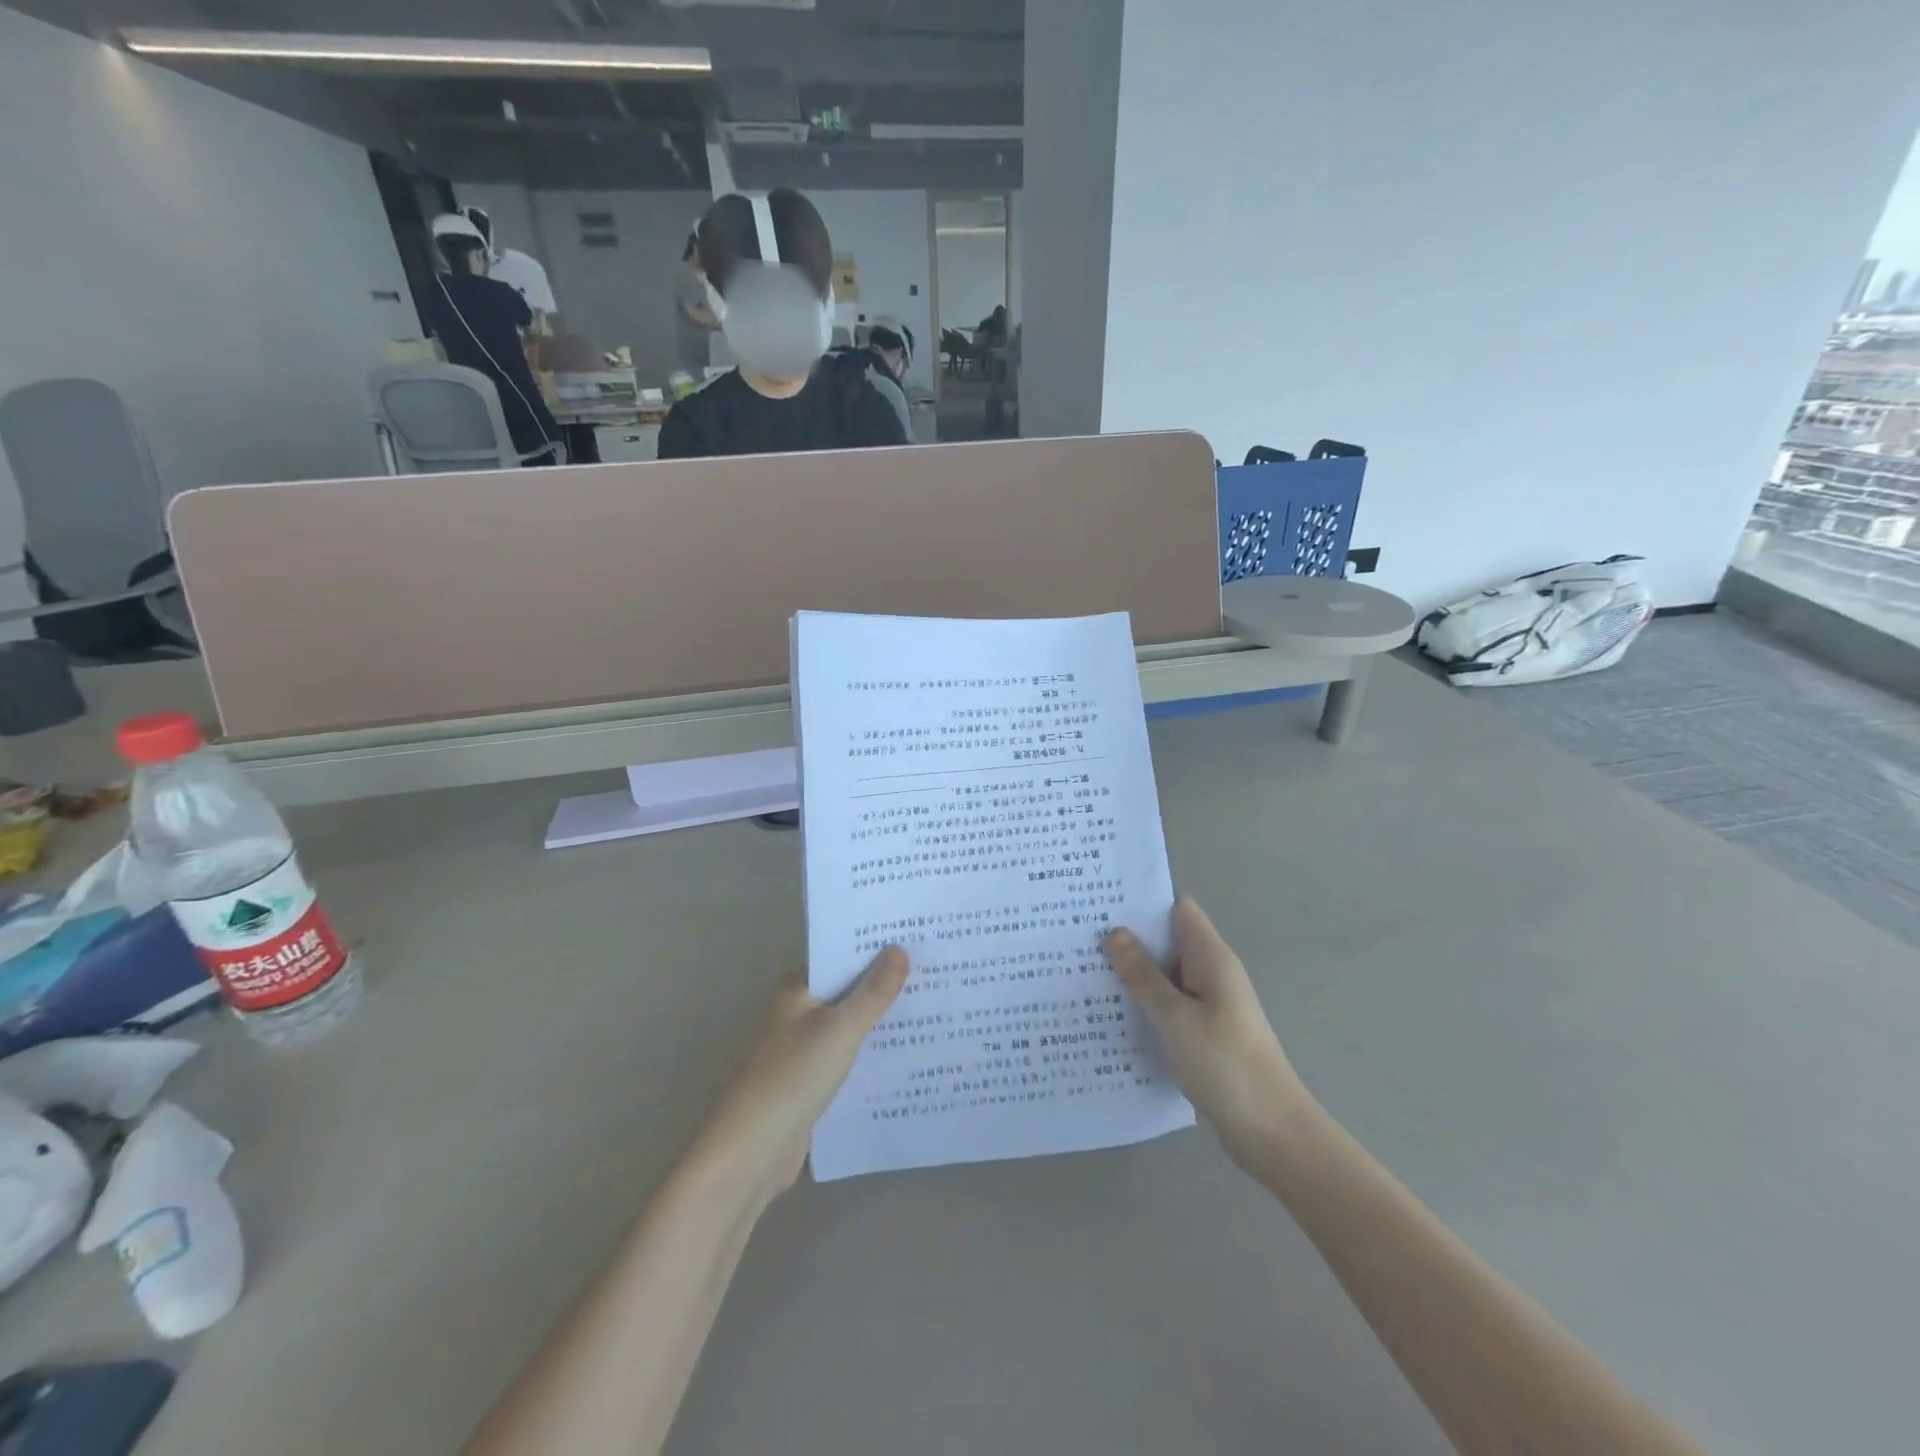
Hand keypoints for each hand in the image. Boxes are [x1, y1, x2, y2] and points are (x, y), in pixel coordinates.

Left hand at [690, 949, 909, 1207]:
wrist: (749, 1153)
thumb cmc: (793, 1078)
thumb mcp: (841, 1030)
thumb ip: (873, 992)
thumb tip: (899, 948)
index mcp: (796, 989)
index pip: (842, 957)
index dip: (877, 950)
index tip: (917, 942)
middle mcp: (795, 1012)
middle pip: (847, 991)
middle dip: (884, 987)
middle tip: (935, 975)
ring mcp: (800, 1049)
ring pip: (848, 1026)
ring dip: (879, 1022)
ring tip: (930, 1011)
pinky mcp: (807, 1082)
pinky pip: (845, 1058)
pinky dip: (869, 1055)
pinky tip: (904, 1056)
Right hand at [1103, 897, 1312, 1171]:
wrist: (1271, 1132)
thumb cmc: (1225, 1065)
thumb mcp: (1176, 1017)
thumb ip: (1143, 975)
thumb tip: (1115, 932)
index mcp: (1211, 958)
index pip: (1178, 908)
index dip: (1143, 899)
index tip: (1102, 899)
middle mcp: (1212, 973)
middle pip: (1168, 939)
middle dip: (1129, 936)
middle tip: (1079, 934)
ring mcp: (1209, 1004)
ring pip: (1165, 974)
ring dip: (1132, 972)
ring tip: (1082, 969)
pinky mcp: (1203, 1033)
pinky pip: (1168, 1004)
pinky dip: (1143, 1002)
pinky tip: (1109, 1012)